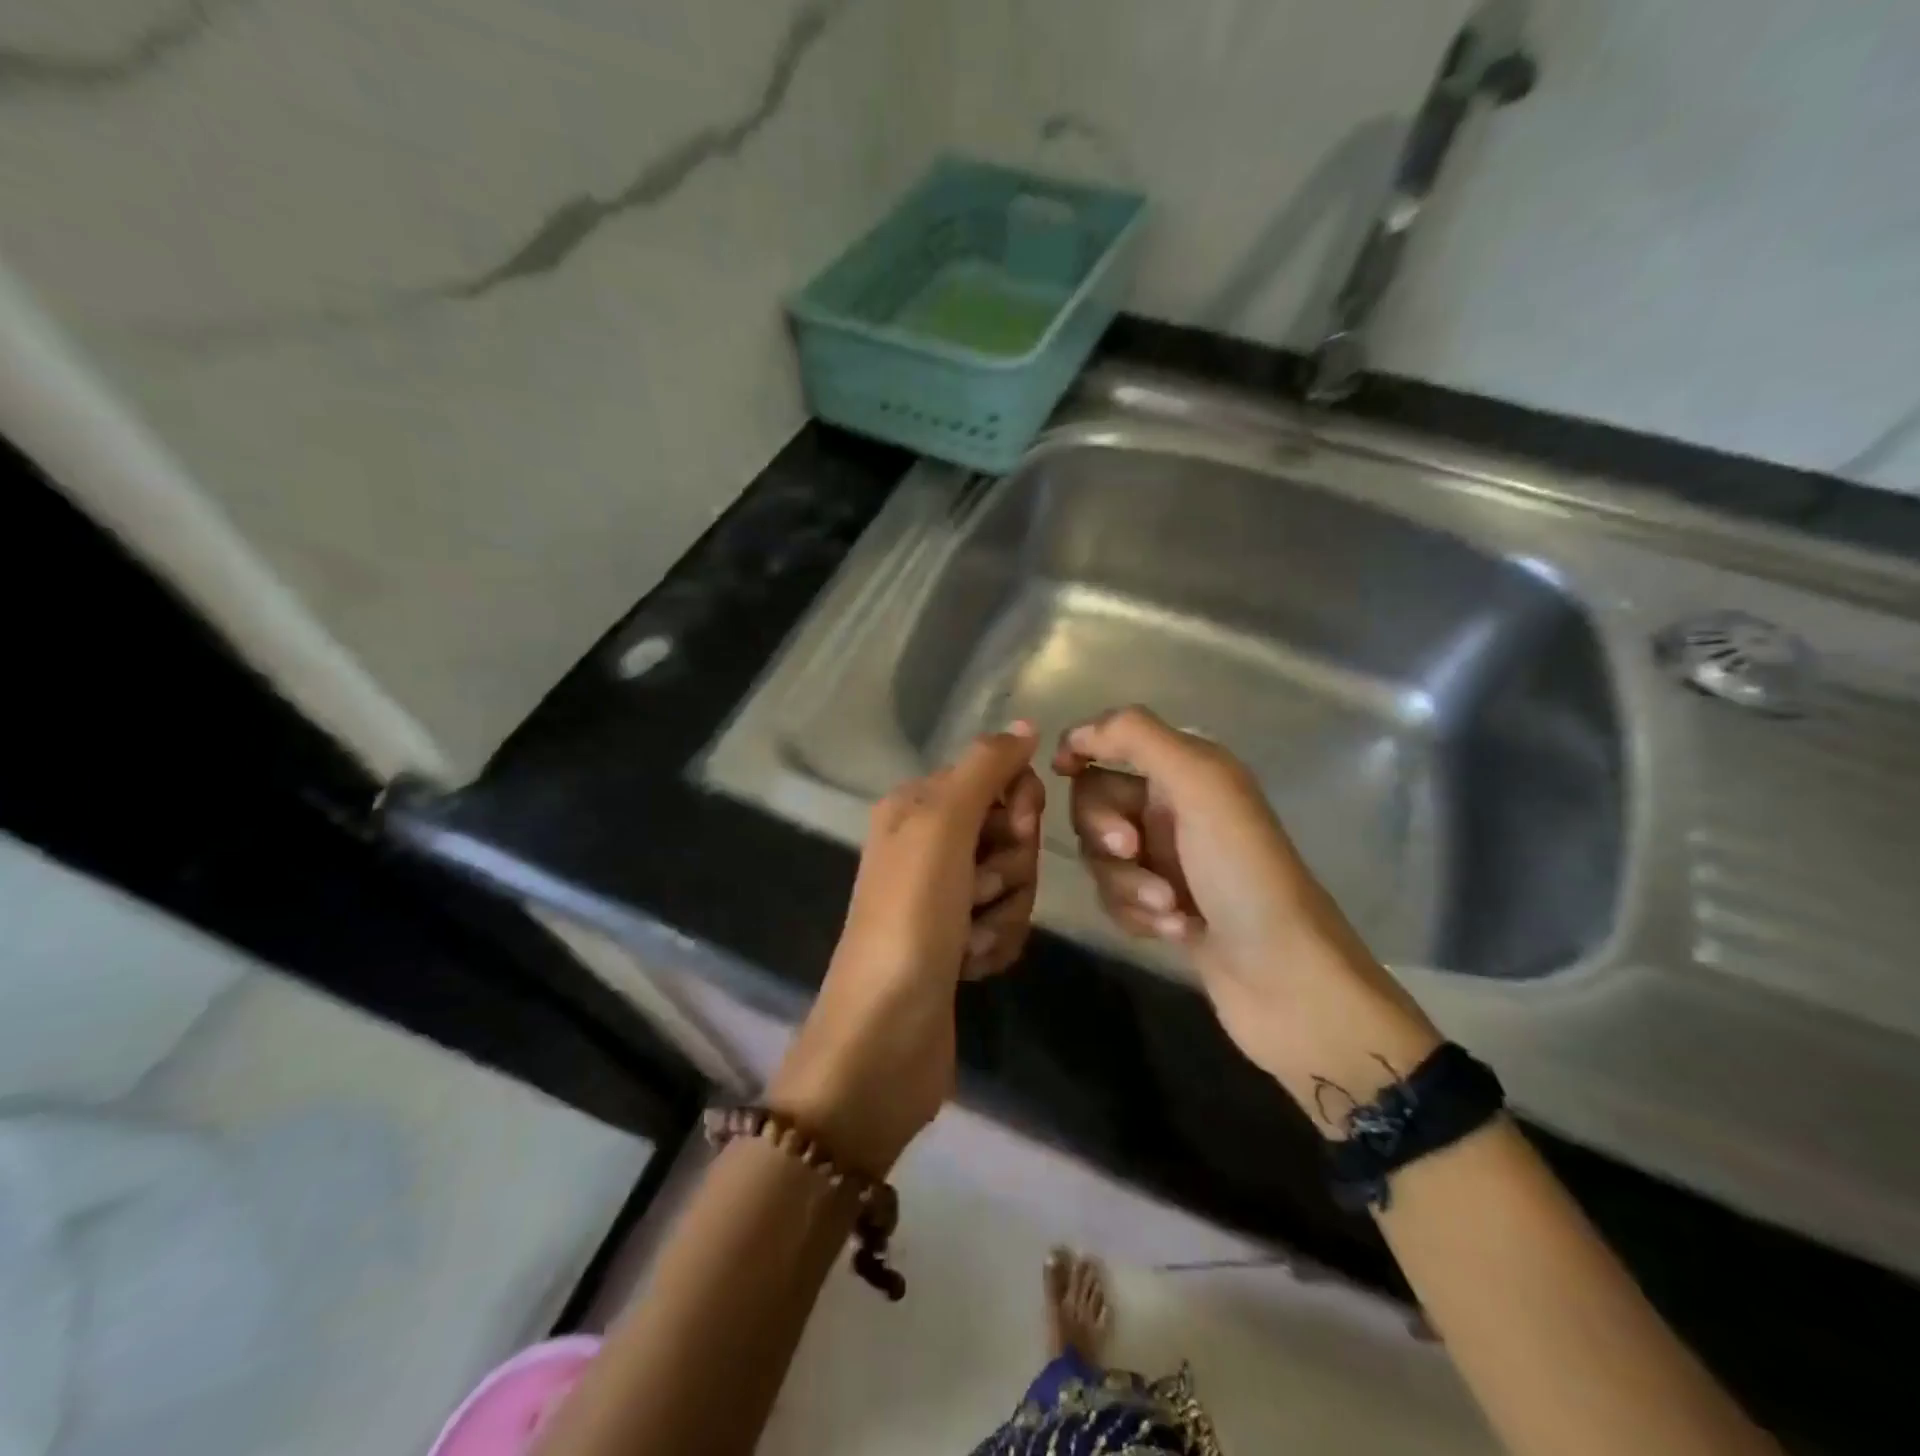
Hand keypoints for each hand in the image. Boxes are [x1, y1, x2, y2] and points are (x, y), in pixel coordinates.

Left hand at [769, 723, 1044, 1172]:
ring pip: (1014, 881)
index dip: (1017, 804)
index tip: (1014, 830)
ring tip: (970, 939)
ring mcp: (943, 897)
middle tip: (979, 891)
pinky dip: (997, 943)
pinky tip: (972, 965)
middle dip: (1011, 866)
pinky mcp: (958, 942)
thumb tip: (1023, 724)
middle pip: (1010, 832)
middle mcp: (928, 845)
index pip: (996, 776)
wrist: (884, 1037)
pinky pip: (1005, 923)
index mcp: (917, 807)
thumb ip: (984, 769)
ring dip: (1005, 911)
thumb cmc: (910, 918)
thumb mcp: (942, 827)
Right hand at [1054, 706, 1439, 1126]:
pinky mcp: (1164, 908)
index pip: (1115, 740)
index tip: (1061, 770)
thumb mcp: (1200, 785)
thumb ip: (1137, 738)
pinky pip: (1115, 897)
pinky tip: (1175, 931)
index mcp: (1188, 770)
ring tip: (1168, 907)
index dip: (1083, 747)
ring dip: (1126, 882)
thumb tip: (1076, 733)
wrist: (1288, 981)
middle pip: (1097, 801)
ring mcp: (1169, 861)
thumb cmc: (1244, 872)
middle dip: (1104, 829)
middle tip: (1132, 850)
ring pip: (1101, 856)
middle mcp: (1175, 809)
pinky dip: (1136, 913)